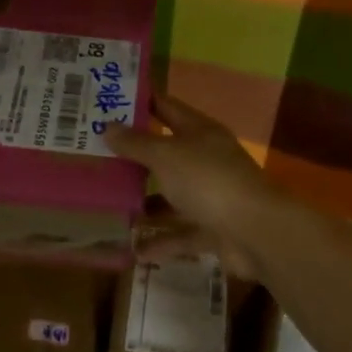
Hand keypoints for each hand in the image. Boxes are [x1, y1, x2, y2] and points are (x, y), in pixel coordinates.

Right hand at [104, 95, 284, 278]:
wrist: (256, 232)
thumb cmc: (208, 181)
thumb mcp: (166, 156)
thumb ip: (136, 144)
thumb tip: (107, 127)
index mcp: (199, 133)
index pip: (167, 108)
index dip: (141, 102)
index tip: (108, 101)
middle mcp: (205, 161)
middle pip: (166, 154)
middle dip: (134, 157)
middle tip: (95, 156)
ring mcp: (211, 196)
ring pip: (171, 197)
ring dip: (145, 203)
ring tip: (109, 206)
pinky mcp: (213, 229)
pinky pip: (181, 234)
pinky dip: (161, 242)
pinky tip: (135, 250)